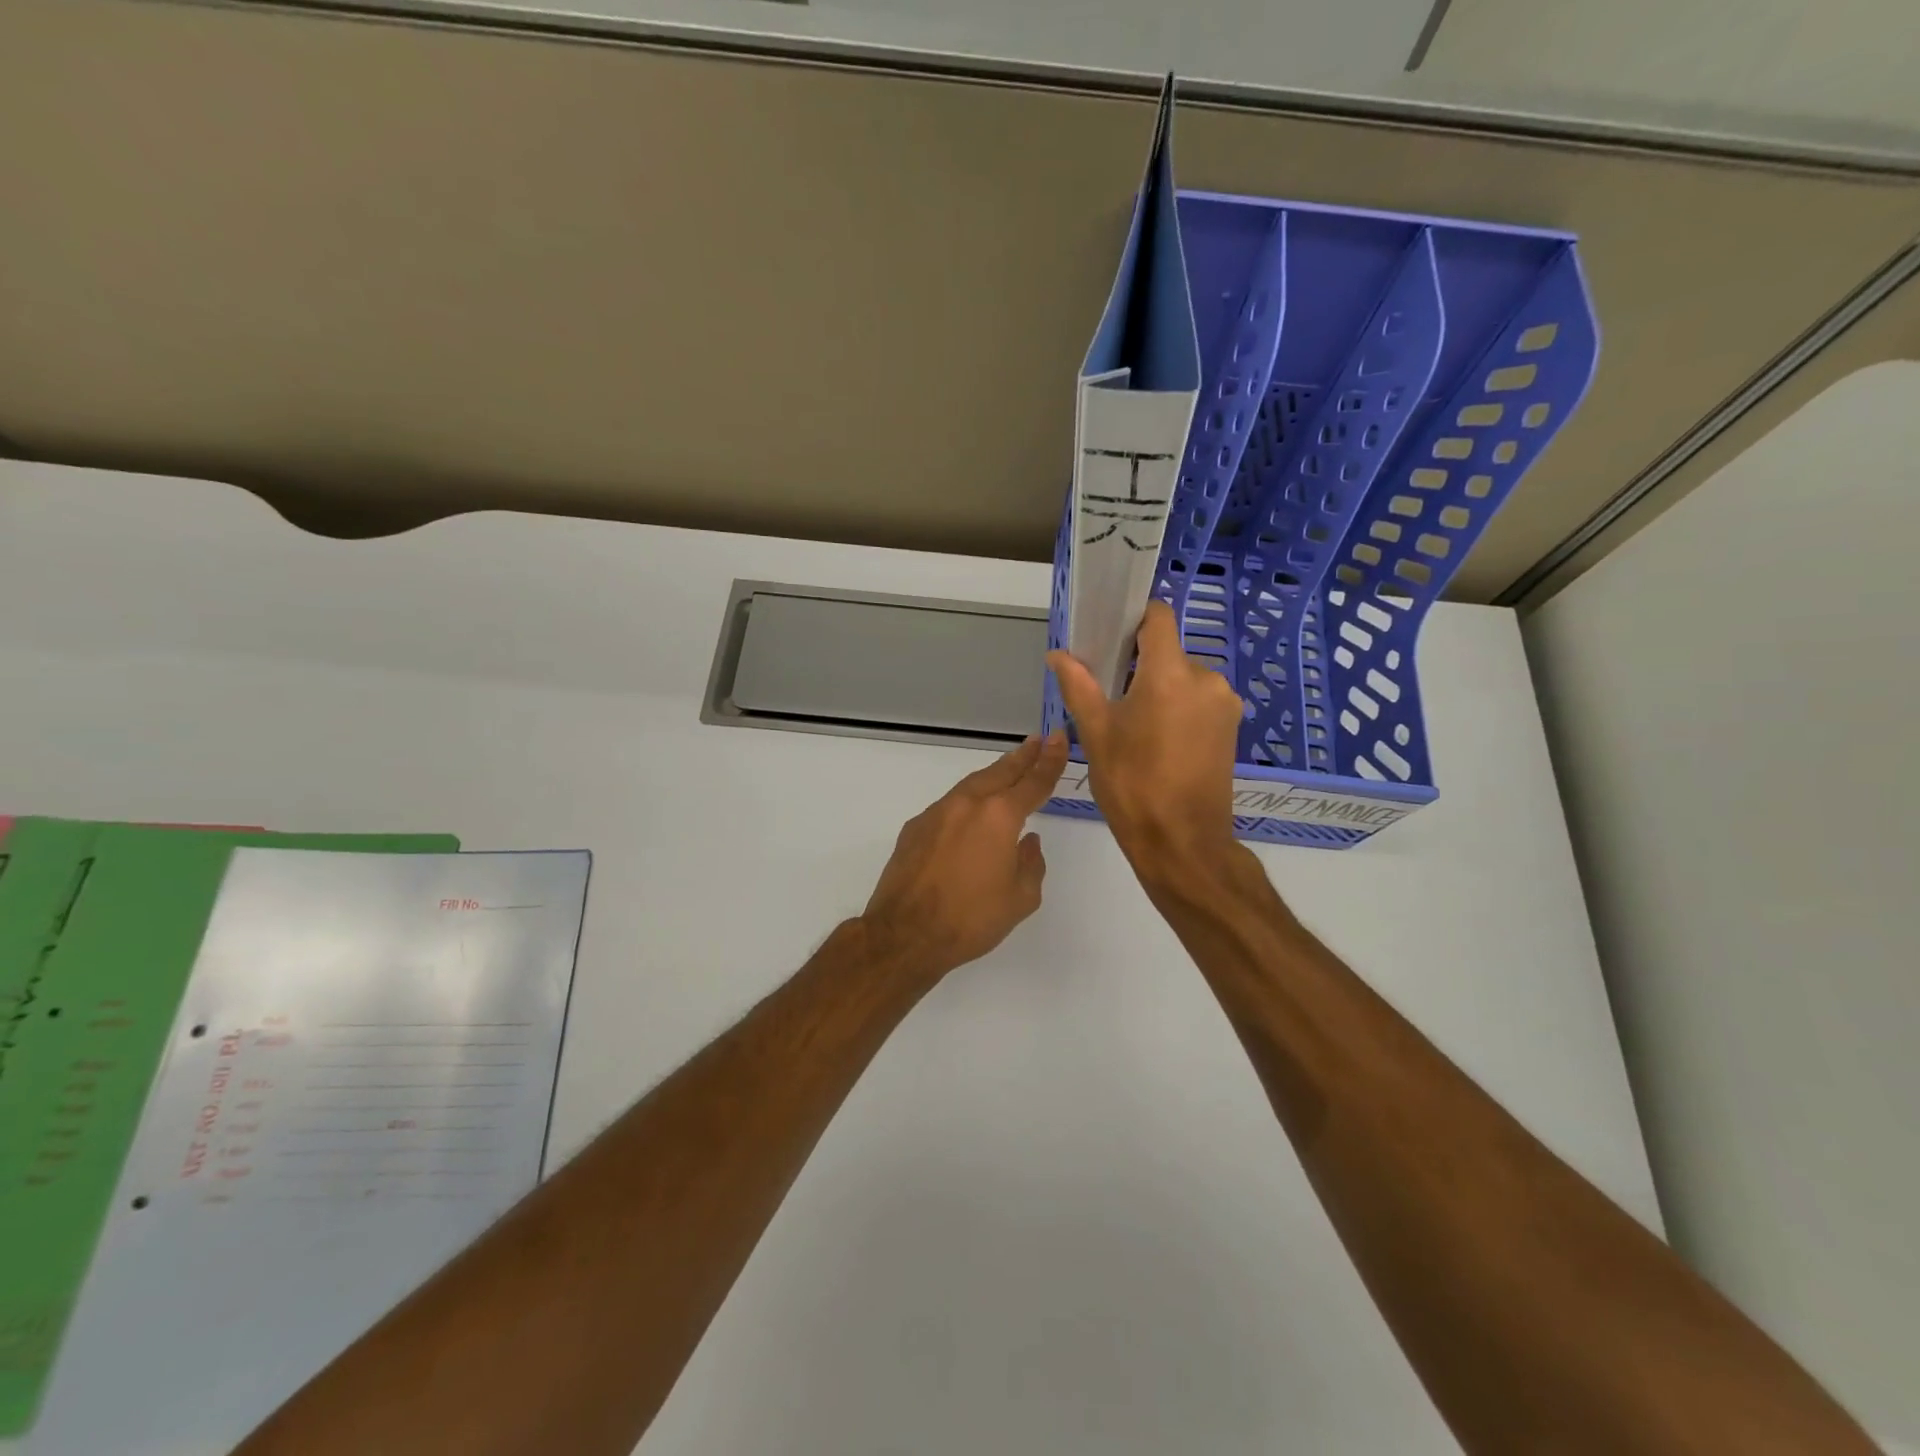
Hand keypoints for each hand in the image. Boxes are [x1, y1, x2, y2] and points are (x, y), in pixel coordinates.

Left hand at [860, 732, 1068, 978]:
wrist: (905, 933)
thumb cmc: (971, 919)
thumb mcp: (1020, 899)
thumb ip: (1031, 864)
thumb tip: (1028, 842)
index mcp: (999, 817)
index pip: (1033, 782)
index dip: (1050, 760)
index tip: (1059, 738)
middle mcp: (968, 804)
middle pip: (1001, 772)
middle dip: (1022, 757)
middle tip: (1038, 741)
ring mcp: (937, 813)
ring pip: (972, 785)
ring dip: (994, 775)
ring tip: (1009, 768)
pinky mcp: (915, 827)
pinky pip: (949, 805)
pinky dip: (967, 801)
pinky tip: (971, 812)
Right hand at [1046, 600, 1241, 871]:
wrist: (1181, 842)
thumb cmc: (1132, 784)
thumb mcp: (1096, 734)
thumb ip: (1078, 686)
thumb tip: (1058, 655)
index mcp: (1171, 674)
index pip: (1159, 617)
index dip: (1134, 619)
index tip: (1111, 638)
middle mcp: (1206, 679)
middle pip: (1168, 653)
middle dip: (1140, 667)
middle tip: (1112, 698)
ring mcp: (1225, 704)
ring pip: (1184, 679)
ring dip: (1160, 691)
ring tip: (1135, 728)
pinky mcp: (1232, 727)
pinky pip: (1200, 701)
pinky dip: (1179, 709)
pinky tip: (1159, 742)